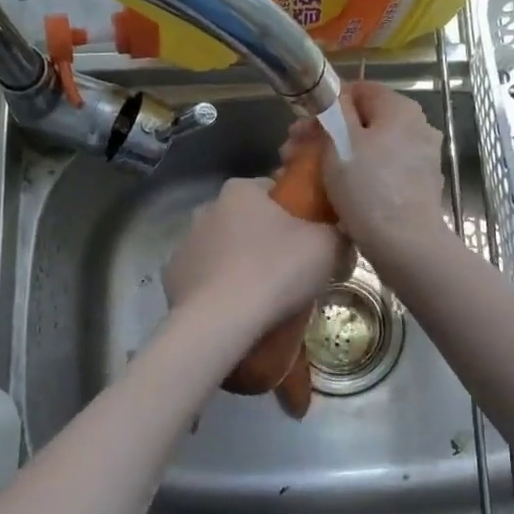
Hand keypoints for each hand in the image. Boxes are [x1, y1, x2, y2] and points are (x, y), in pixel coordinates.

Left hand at [166, 177, 345, 335]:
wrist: (220, 322)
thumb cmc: (276, 271)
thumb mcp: (327, 247)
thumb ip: (339, 233)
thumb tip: (341, 237)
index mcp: (241, 190)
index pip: (274, 190)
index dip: (296, 211)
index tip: (310, 237)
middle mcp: (207, 208)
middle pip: (246, 219)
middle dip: (266, 238)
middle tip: (291, 269)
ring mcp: (185, 243)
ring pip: (223, 248)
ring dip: (240, 262)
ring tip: (263, 295)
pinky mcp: (172, 277)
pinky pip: (205, 277)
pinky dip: (219, 288)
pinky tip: (236, 309)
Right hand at [283, 81, 446, 260]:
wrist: (405, 244)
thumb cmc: (368, 186)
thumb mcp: (341, 140)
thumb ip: (335, 110)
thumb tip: (335, 97)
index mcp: (401, 109)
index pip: (359, 89)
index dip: (327, 104)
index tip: (302, 126)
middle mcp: (416, 127)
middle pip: (362, 121)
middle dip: (325, 134)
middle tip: (292, 153)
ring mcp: (419, 158)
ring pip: (369, 148)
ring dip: (335, 156)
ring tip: (304, 176)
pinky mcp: (415, 186)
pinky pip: (379, 170)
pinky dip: (356, 175)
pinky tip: (332, 192)